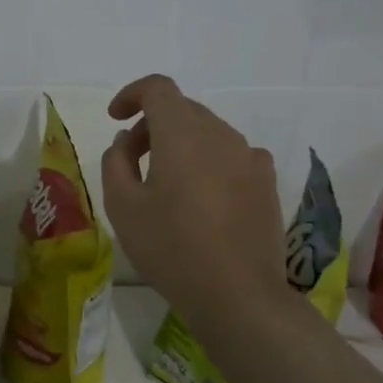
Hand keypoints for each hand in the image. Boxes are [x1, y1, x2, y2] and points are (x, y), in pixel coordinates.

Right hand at [101, 74, 286, 327]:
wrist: (237, 294)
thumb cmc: (171, 248)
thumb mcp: (122, 206)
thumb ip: (115, 162)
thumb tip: (125, 141)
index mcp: (183, 134)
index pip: (158, 88)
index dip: (131, 95)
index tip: (115, 118)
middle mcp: (221, 135)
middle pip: (182, 110)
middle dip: (152, 125)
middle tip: (132, 160)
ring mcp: (250, 158)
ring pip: (208, 133)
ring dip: (181, 144)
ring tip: (166, 184)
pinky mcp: (267, 183)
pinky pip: (232, 156)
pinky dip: (210, 162)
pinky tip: (203, 197)